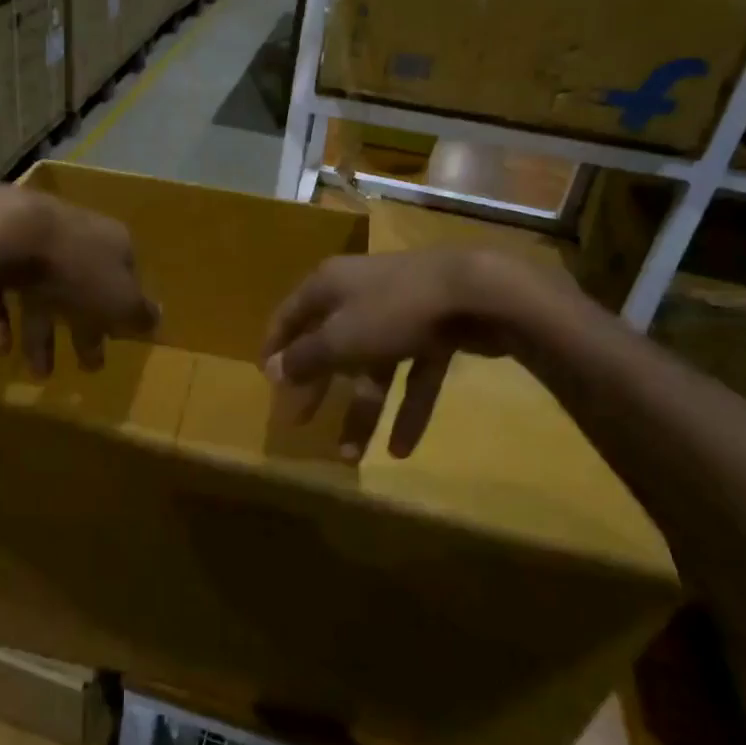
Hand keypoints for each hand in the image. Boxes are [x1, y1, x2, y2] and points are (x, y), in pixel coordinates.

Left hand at [0, 187, 159, 375]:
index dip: (122, 311)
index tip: (116, 340)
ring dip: (42, 335)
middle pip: (83, 288)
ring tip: (38, 374)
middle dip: (84, 330)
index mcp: (113, 242)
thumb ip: (140, 314)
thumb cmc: (77, 270)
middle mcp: (76, 235)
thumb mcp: (120, 301)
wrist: (10, 234)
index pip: (125, 277)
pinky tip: (1, 346)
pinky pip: (3, 288)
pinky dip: (4, 318)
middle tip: (85, 367)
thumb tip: (158, 321)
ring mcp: (34, 238)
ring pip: (42, 291)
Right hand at [260, 248, 574, 458]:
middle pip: (330, 345)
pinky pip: (413, 375)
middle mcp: (360, 295)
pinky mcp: (436, 332)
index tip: (267, 383)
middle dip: (317, 387)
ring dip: (361, 411)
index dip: (276, 347)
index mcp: (330, 286)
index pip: (290, 315)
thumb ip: (306, 358)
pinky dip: (407, 408)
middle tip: (299, 423)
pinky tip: (401, 449)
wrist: (478, 291)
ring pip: (373, 368)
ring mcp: (400, 313)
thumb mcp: (341, 338)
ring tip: (350, 458)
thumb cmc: (393, 310)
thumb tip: (273, 370)